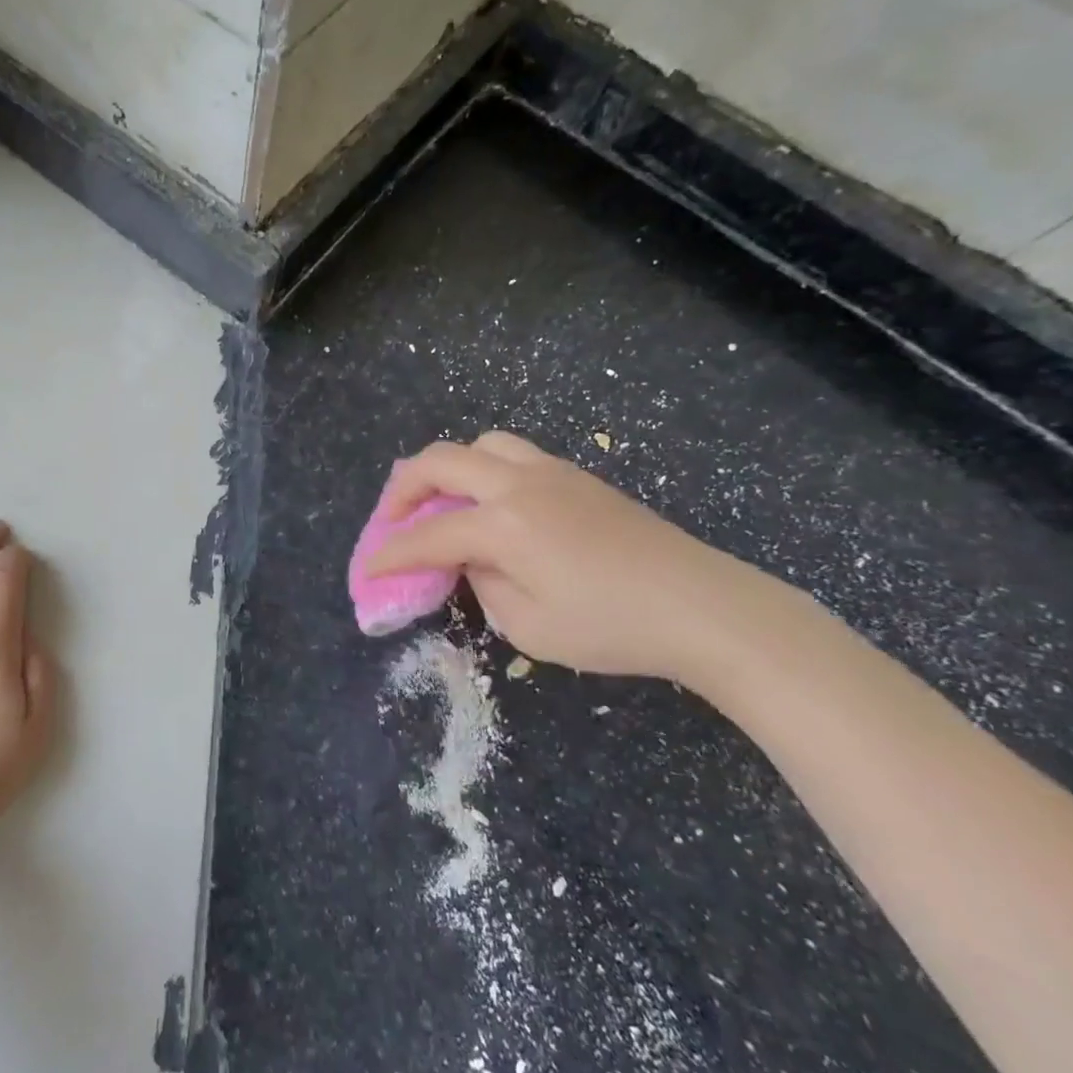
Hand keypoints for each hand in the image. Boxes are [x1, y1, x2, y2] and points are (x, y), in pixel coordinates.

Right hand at [368, 432, 821, 687]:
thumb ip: (484, 586)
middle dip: (402, 488)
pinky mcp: (577, 477)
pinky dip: (484, 470)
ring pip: (480, 444)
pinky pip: (513, 454)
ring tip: (443, 501)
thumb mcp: (530, 628)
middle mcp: (518, 484)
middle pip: (440, 462)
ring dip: (447, 468)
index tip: (368, 570)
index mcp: (503, 524)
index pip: (427, 535)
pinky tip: (493, 506)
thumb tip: (474, 560)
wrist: (705, 607)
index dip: (390, 554)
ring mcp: (551, 473)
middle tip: (392, 520)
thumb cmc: (613, 627)